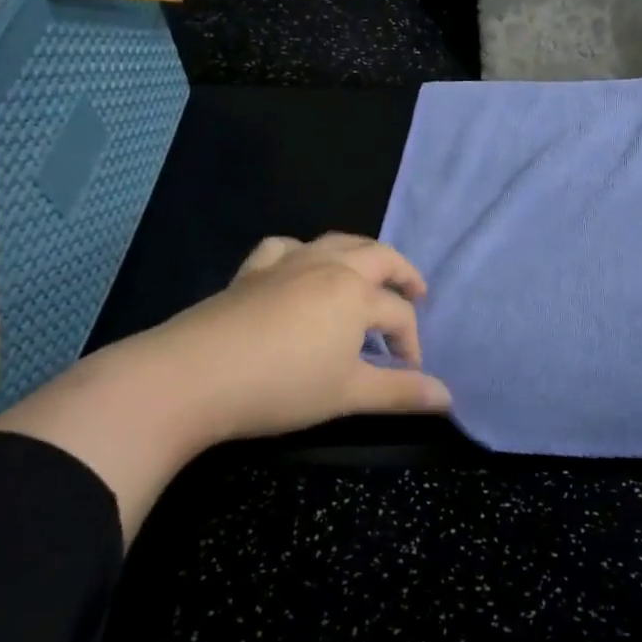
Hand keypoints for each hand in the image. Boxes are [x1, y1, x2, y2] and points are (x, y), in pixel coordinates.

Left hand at [0, 233, 449, 540]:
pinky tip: (301, 266)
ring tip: (369, 274)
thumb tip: (448, 398)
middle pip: (378, 257)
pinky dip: (302, 251)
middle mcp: (328, 266)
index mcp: (356, 292)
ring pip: (336, 242)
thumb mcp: (348, 394)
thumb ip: (400, 393)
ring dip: (361, 254)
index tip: (410, 374)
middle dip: (403, 274)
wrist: (192, 377)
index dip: (411, 344)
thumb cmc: (281, 386)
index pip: (398, 314)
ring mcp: (288, 264)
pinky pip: (284, 247)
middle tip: (416, 294)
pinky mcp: (252, 272)